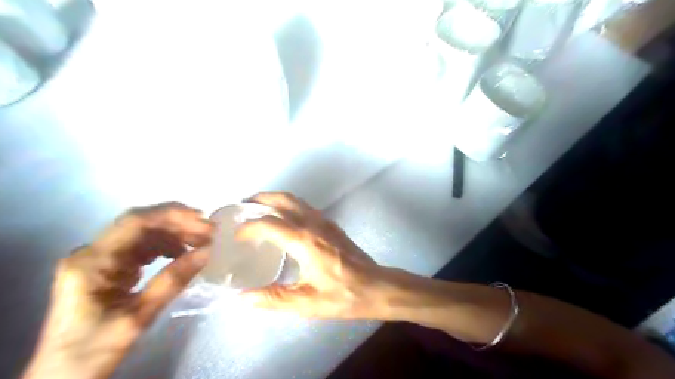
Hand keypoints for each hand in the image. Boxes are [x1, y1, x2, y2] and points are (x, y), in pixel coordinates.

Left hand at [23, 204, 212, 378]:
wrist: (62, 376)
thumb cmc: (94, 350)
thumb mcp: (138, 317)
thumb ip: (173, 281)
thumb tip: (207, 252)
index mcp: (91, 262)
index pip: (135, 223)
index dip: (172, 216)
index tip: (203, 221)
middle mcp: (91, 252)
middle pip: (139, 224)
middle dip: (177, 223)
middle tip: (209, 231)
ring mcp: (98, 258)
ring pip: (142, 233)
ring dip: (174, 233)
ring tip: (201, 241)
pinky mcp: (107, 267)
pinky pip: (140, 247)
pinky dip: (165, 246)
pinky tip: (181, 253)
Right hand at [236, 193, 387, 319]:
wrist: (376, 286)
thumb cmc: (343, 295)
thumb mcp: (306, 303)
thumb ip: (273, 298)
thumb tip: (241, 298)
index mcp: (304, 240)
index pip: (268, 223)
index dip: (249, 227)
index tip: (236, 237)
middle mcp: (313, 223)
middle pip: (283, 199)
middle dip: (260, 199)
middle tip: (242, 208)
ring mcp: (325, 221)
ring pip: (295, 200)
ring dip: (275, 199)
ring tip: (259, 209)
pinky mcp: (332, 225)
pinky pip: (305, 207)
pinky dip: (289, 206)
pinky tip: (284, 220)